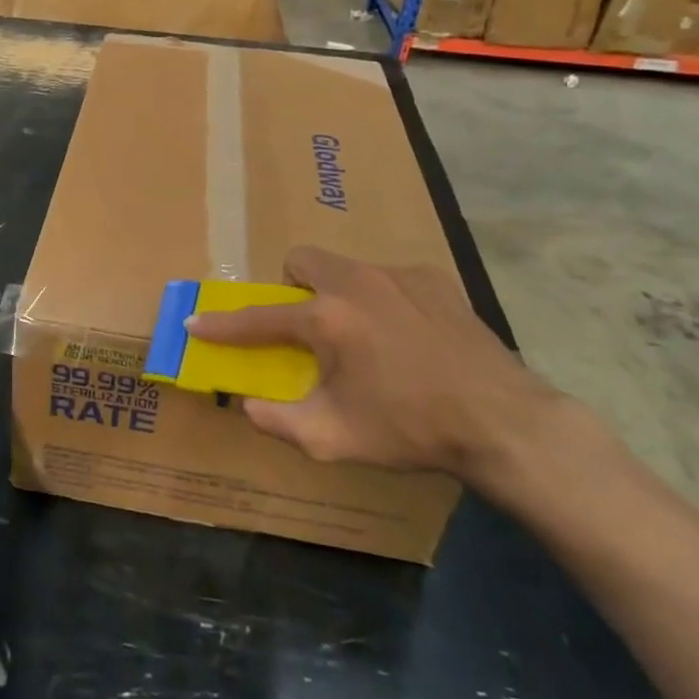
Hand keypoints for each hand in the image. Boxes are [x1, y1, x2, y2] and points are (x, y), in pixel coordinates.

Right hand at [185, 247, 551, 477]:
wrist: (501, 420)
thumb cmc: (410, 429)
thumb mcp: (335, 438)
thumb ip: (279, 421)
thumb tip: (248, 405)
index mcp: (327, 320)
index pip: (258, 318)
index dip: (222, 325)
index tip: (197, 323)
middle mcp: (356, 283)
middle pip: (300, 260)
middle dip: (292, 287)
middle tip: (309, 327)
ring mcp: (397, 275)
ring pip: (345, 266)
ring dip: (338, 293)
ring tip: (365, 334)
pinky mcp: (433, 278)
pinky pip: (389, 277)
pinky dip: (383, 299)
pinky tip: (408, 334)